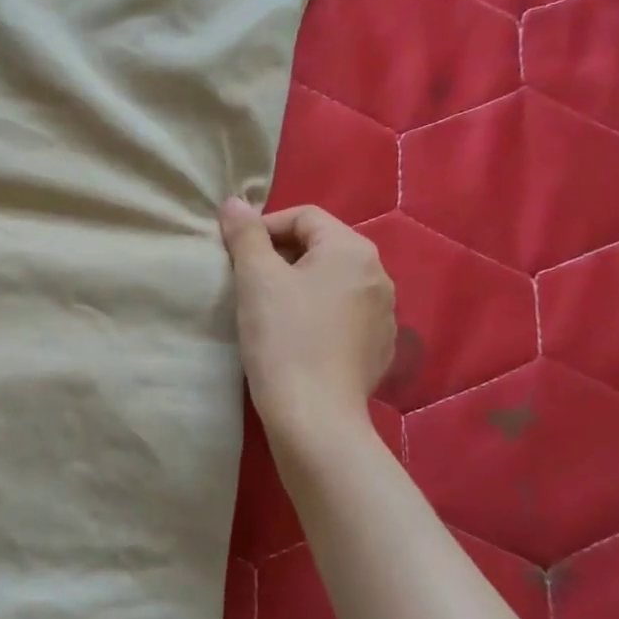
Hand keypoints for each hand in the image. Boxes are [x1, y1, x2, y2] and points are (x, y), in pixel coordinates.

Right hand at [219, 199, 395, 438]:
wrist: (315, 416)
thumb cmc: (283, 338)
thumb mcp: (256, 278)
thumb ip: (245, 234)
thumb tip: (234, 202)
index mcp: (352, 250)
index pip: (303, 217)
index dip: (263, 228)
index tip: (235, 255)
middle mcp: (378, 275)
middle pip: (321, 248)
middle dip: (280, 256)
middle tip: (247, 281)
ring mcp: (385, 314)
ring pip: (331, 282)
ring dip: (298, 285)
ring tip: (268, 310)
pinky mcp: (380, 348)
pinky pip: (343, 315)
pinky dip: (317, 315)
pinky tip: (295, 339)